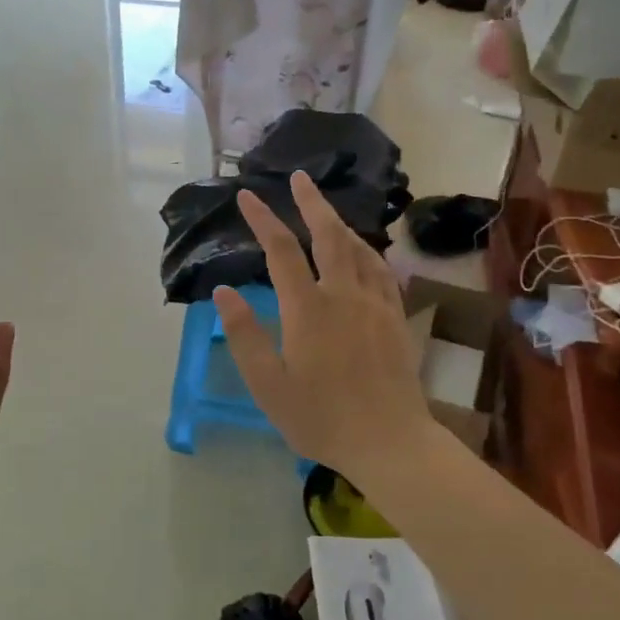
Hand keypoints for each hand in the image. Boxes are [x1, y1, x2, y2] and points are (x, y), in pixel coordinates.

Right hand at [214, 172, 434, 472]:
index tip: (246, 196)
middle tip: (299, 178)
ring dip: (339, 223)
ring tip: (326, 210)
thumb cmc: (321, 418)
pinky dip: (367, 251)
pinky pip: (381, 271)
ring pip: (358, 248)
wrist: (390, 441)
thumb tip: (223, 291)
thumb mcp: (268, 385)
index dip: (262, 219)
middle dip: (310, 202)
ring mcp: (375, 304)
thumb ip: (244, 335)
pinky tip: (364, 251)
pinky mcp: (396, 318)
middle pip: (328, 235)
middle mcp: (343, 294)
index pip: (281, 251)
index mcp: (308, 308)